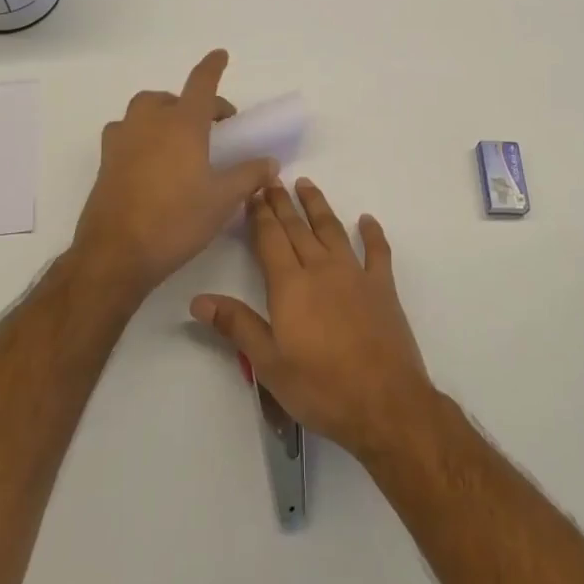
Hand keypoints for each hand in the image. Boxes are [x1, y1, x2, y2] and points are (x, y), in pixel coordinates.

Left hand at [69, 50, 278, 304]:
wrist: (116, 253)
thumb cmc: (176, 220)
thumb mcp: (222, 200)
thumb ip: (249, 175)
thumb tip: (271, 162)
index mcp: (182, 124)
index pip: (201, 84)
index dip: (212, 67)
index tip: (220, 54)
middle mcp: (149, 123)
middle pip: (170, 97)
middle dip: (191, 103)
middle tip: (210, 128)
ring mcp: (123, 141)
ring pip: (143, 112)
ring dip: (162, 115)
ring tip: (178, 141)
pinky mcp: (106, 162)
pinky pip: (125, 134)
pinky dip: (141, 136)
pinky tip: (150, 162)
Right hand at [191, 178, 435, 459]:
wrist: (385, 404)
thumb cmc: (320, 388)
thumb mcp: (268, 364)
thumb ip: (237, 326)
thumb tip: (198, 300)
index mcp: (290, 285)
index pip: (270, 239)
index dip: (260, 214)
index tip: (252, 192)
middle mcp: (321, 269)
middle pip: (298, 228)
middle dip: (282, 202)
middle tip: (272, 179)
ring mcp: (355, 275)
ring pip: (332, 230)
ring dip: (318, 206)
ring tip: (306, 184)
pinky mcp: (382, 287)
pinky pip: (377, 252)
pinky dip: (373, 234)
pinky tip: (367, 220)